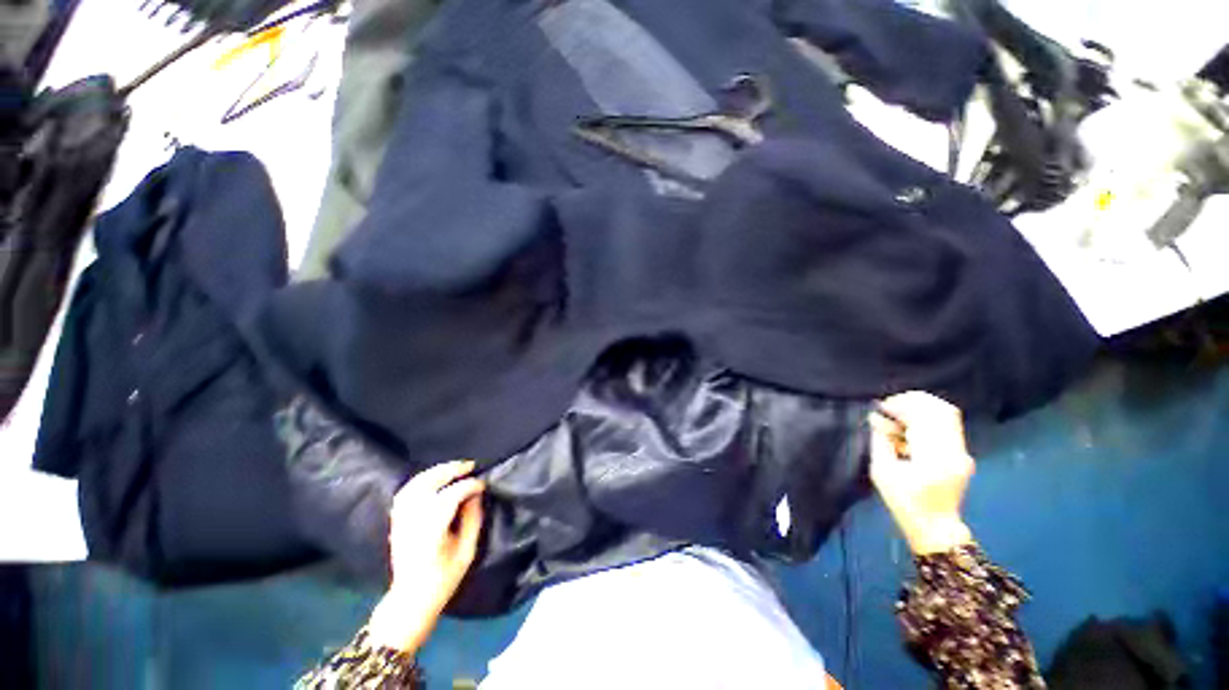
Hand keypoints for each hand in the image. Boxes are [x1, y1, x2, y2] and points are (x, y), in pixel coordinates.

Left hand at [368, 460, 485, 652]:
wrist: (410, 599)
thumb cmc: (443, 579)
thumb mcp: (467, 552)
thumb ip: (473, 520)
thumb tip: (476, 495)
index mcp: (431, 532)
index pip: (450, 497)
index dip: (468, 486)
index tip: (482, 484)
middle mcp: (412, 522)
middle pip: (428, 485)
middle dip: (450, 471)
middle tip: (470, 466)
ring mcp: (401, 521)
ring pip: (415, 485)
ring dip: (435, 472)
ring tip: (454, 467)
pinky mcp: (396, 522)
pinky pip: (406, 492)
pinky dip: (420, 480)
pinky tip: (434, 478)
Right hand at [869, 392, 973, 555]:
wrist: (935, 527)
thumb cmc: (904, 502)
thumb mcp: (882, 472)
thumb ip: (880, 440)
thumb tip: (876, 418)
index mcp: (934, 456)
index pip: (924, 416)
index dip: (901, 405)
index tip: (881, 407)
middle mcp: (954, 450)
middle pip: (941, 409)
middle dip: (913, 401)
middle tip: (890, 406)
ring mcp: (962, 452)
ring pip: (947, 414)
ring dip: (921, 408)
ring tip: (899, 413)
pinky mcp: (962, 454)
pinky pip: (947, 425)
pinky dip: (928, 418)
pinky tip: (910, 427)